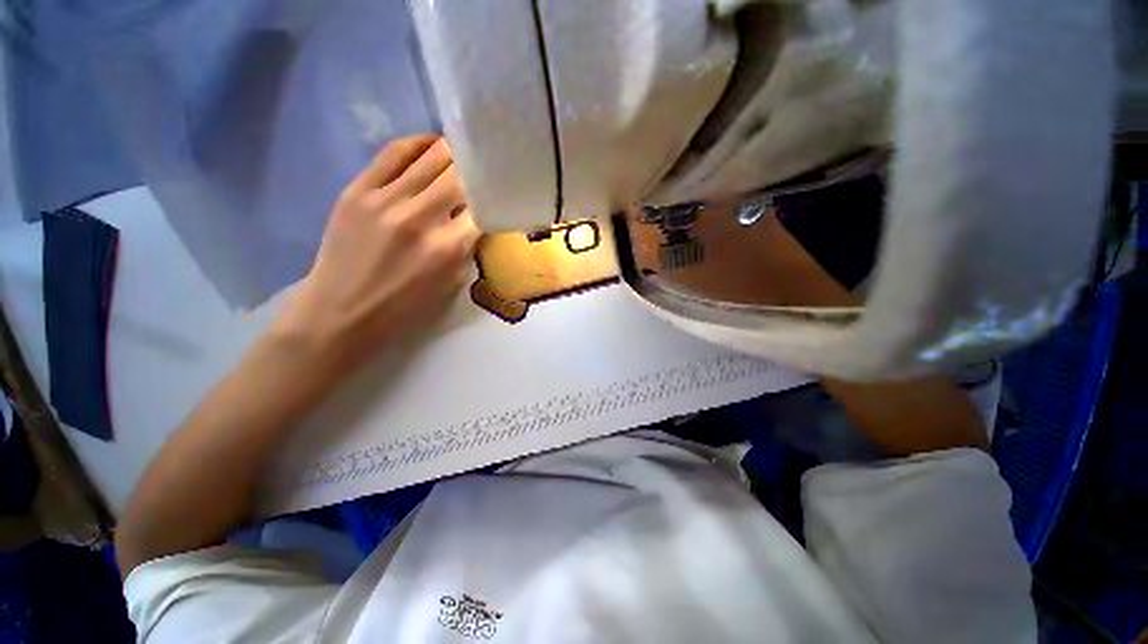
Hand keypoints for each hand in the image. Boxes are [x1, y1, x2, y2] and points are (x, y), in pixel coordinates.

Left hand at [275, 135, 480, 374]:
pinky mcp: (358, 189)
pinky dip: (417, 144)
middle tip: (483, 166)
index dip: (493, 195)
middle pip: (460, 175)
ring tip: (461, 151)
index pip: (482, 207)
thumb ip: (466, 249)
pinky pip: (394, 153)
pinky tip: (430, 145)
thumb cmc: (404, 308)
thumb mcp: (451, 285)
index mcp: (448, 248)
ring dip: (452, 152)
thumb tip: (474, 219)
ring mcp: (385, 199)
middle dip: (475, 169)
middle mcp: (420, 217)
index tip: (499, 191)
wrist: (341, 311)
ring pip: (431, 156)